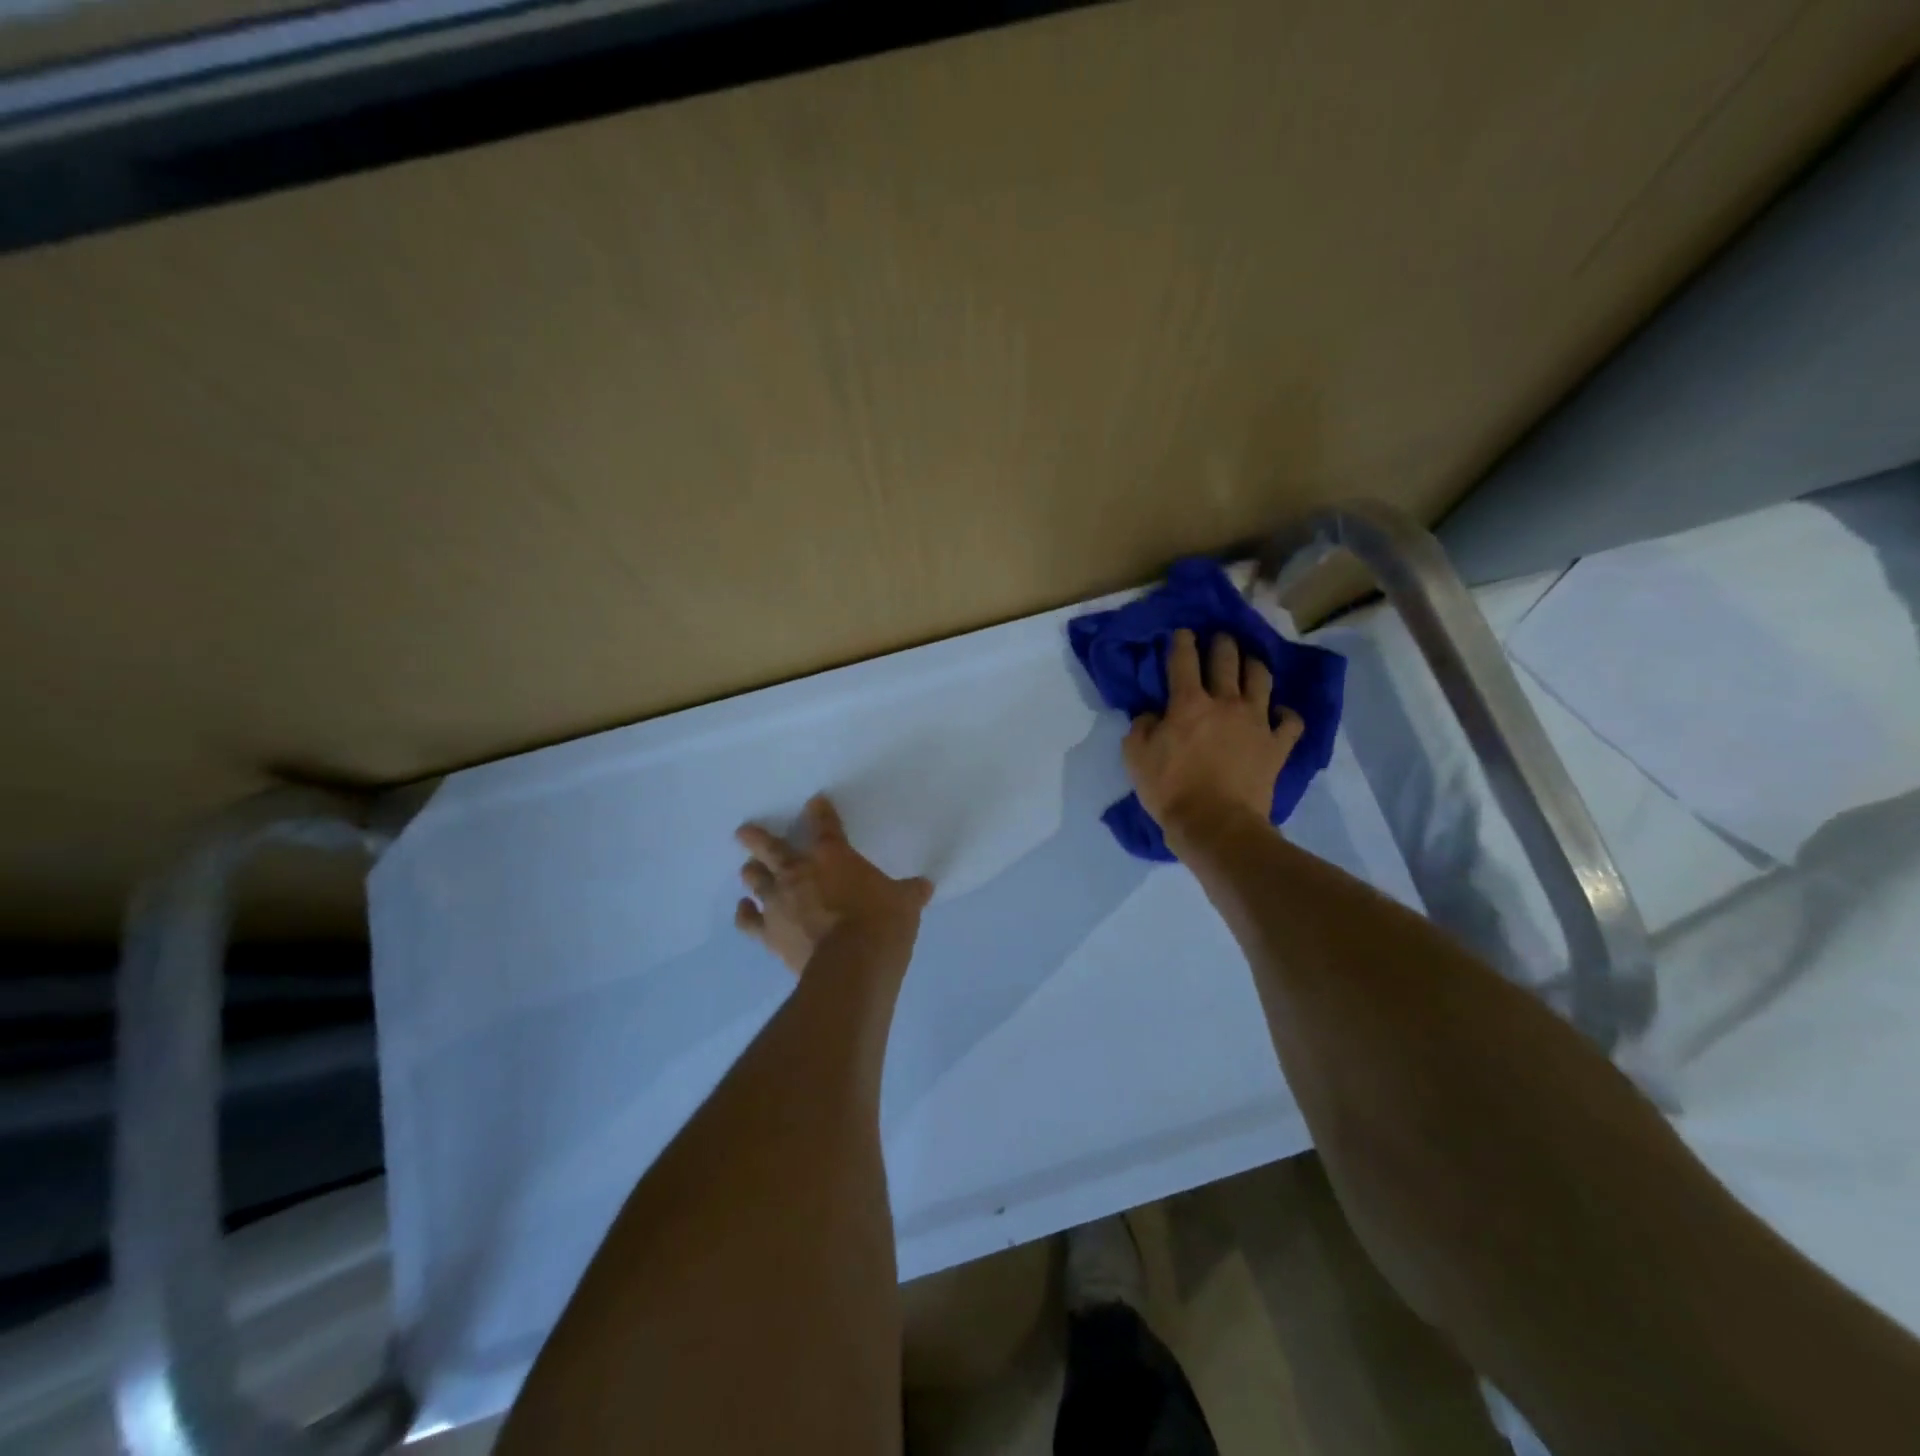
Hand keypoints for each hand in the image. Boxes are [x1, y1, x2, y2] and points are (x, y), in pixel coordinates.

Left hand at [734, 795, 933, 973]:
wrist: (852, 966)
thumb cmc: (881, 924)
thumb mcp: (905, 903)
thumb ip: (910, 892)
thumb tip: (924, 886)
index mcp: (833, 857)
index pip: (825, 826)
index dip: (820, 812)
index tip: (815, 802)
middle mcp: (799, 873)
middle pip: (772, 848)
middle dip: (758, 838)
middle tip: (745, 831)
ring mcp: (779, 904)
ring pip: (756, 880)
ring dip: (752, 872)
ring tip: (748, 867)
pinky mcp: (769, 935)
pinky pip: (749, 921)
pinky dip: (745, 914)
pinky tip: (743, 909)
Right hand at [1124, 628, 1304, 843]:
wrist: (1216, 825)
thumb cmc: (1170, 790)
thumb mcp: (1135, 758)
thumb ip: (1141, 727)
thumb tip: (1151, 714)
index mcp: (1188, 703)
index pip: (1184, 660)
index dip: (1182, 641)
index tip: (1183, 633)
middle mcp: (1225, 702)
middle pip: (1227, 659)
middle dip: (1222, 643)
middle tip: (1220, 639)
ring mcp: (1257, 721)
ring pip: (1261, 679)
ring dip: (1254, 665)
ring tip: (1250, 663)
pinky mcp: (1277, 745)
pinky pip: (1291, 721)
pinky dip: (1286, 713)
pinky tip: (1279, 713)